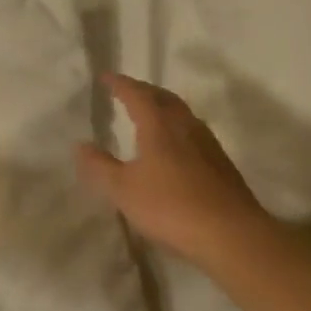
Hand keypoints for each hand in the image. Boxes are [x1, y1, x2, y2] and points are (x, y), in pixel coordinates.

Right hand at [75, 74, 265, 267]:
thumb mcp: (123, 189)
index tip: (105, 77)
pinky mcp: (220, 163)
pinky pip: (193, 132)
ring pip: (182, 114)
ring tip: (149, 114)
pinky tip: (173, 146)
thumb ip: (100, 166)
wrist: (230, 233)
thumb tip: (80, 145)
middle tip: (127, 90)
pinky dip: (176, 128)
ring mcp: (207, 143)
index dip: (120, 84)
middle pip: (164, 98)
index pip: (137, 94)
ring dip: (163, 107)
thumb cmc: (170, 206)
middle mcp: (185, 126)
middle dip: (144, 91)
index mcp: (159, 125)